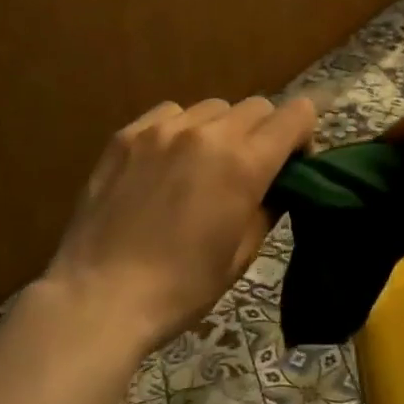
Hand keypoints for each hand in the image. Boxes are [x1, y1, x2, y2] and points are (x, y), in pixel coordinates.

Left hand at [44, 96, 316, 352]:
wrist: (99, 298)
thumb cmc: (181, 287)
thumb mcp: (242, 254)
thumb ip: (268, 205)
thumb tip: (277, 183)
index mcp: (243, 163)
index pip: (296, 115)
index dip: (304, 133)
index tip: (294, 161)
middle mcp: (207, 132)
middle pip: (257, 106)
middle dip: (264, 132)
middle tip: (249, 169)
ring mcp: (163, 128)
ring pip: (213, 107)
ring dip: (221, 129)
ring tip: (203, 165)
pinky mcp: (128, 134)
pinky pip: (170, 113)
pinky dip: (181, 129)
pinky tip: (166, 161)